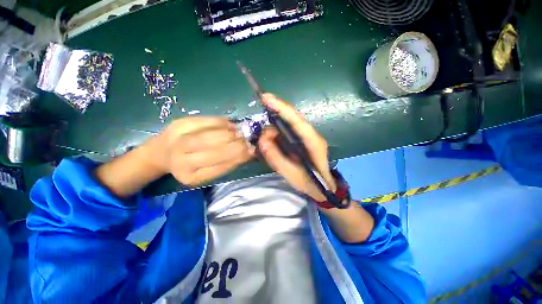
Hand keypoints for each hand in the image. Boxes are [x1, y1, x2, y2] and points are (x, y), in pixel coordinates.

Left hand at [155, 117, 253, 186]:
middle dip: (235, 144)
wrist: (162, 152)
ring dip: (230, 133)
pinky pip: (207, 121)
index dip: (238, 157)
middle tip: (247, 140)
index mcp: (191, 176)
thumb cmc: (190, 164)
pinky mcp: (180, 122)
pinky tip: (230, 125)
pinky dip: (222, 122)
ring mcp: (178, 139)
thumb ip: (227, 163)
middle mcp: (181, 160)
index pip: (220, 166)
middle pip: (215, 150)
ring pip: (211, 135)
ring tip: (240, 133)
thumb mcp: (207, 171)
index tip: (251, 151)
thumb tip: (250, 151)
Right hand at [258, 93, 335, 200]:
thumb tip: (263, 140)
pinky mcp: (305, 140)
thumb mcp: (291, 174)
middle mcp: (312, 136)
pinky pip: (290, 130)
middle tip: (262, 109)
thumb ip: (276, 157)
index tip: (267, 98)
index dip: (282, 108)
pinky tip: (272, 139)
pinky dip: (279, 131)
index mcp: (313, 143)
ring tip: (265, 138)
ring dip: (276, 125)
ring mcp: (309, 137)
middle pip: (294, 118)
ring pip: (291, 123)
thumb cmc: (311, 184)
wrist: (324, 188)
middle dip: (278, 110)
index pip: (297, 121)